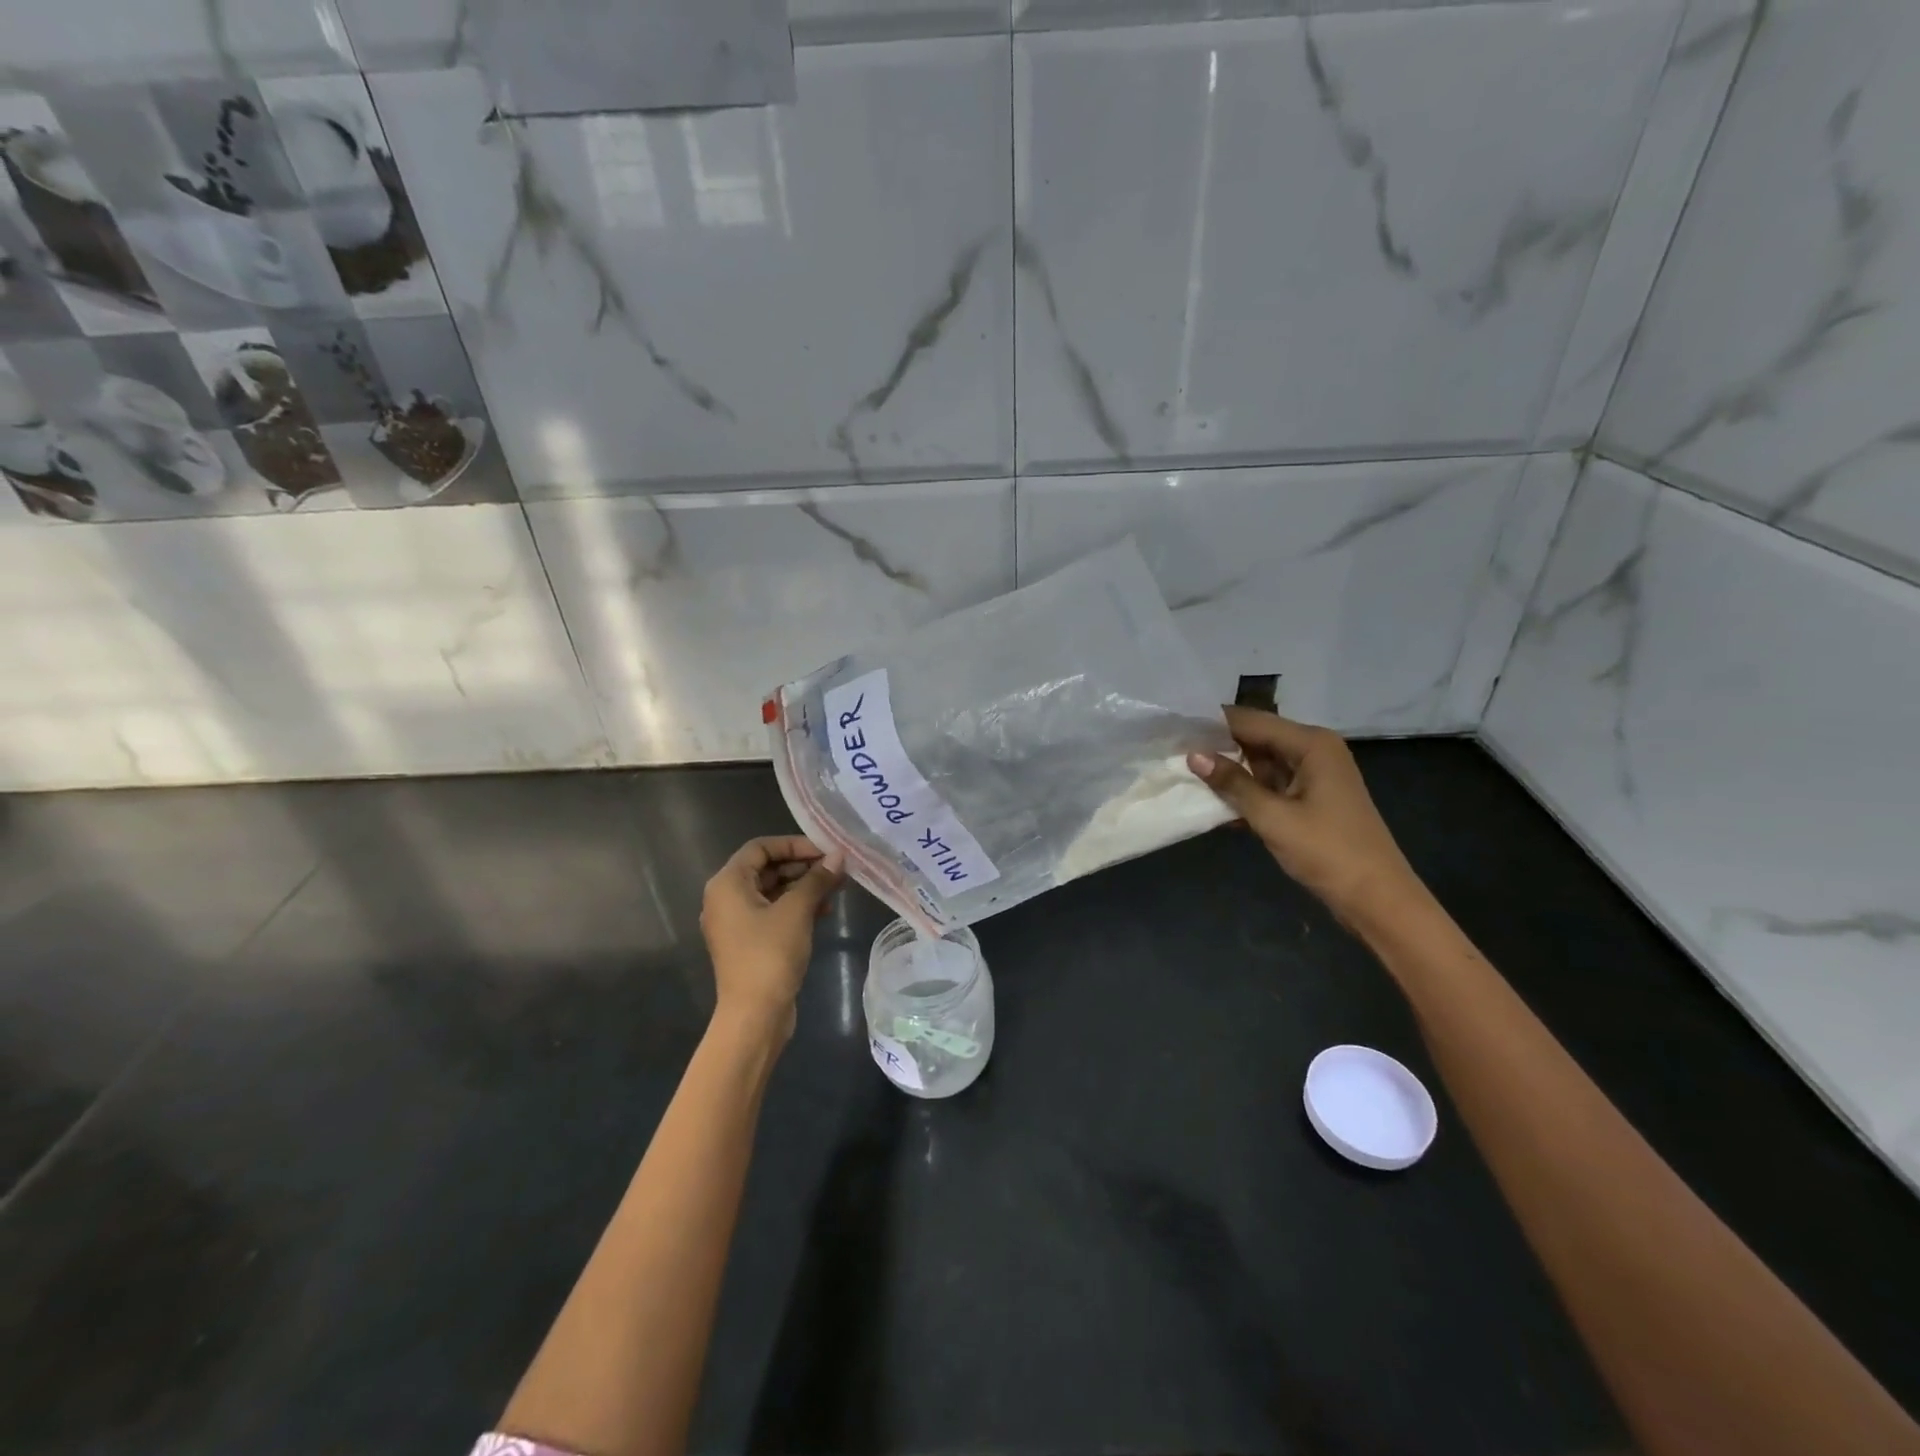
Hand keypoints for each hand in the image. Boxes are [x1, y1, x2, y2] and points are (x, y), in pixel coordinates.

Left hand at [700, 835, 844, 1041]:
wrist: (754, 1015)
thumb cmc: (770, 954)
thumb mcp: (797, 911)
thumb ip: (817, 879)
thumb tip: (839, 857)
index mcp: (727, 884)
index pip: (760, 847)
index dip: (794, 844)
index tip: (826, 851)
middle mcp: (725, 898)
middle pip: (766, 868)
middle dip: (803, 866)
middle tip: (836, 869)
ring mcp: (735, 922)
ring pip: (772, 890)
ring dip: (803, 886)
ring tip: (836, 888)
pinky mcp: (748, 941)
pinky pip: (772, 912)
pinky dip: (796, 906)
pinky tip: (823, 910)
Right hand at [1188, 707, 1420, 925]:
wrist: (1377, 900)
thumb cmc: (1328, 852)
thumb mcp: (1273, 817)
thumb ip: (1233, 783)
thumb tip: (1193, 755)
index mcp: (1311, 744)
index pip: (1250, 720)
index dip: (1212, 724)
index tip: (1173, 729)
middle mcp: (1313, 750)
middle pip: (1255, 737)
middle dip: (1217, 746)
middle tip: (1172, 752)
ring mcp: (1313, 775)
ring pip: (1260, 762)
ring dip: (1229, 771)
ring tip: (1183, 773)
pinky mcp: (1310, 798)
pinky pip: (1269, 783)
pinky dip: (1245, 791)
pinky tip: (1213, 802)